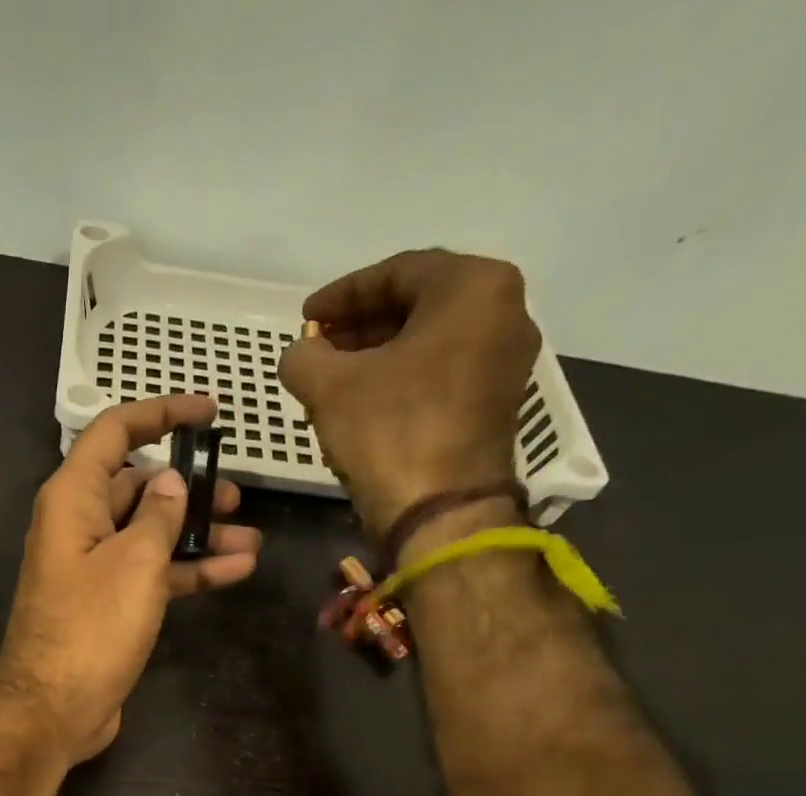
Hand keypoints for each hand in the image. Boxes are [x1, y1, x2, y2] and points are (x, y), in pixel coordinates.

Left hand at [0, 395, 261, 765]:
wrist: (54, 709)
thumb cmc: (91, 627)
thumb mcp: (135, 561)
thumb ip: (160, 514)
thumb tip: (169, 480)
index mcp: (73, 499)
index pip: (114, 432)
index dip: (161, 413)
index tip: (208, 412)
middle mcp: (79, 526)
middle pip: (136, 486)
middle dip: (188, 486)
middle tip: (237, 494)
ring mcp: (93, 568)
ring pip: (150, 534)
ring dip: (199, 534)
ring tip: (251, 537)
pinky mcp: (108, 606)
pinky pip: (151, 574)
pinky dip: (188, 570)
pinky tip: (236, 570)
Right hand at [279, 249, 540, 536]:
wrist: (441, 513)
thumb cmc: (390, 432)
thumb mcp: (329, 387)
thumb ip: (303, 356)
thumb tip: (300, 354)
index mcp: (474, 287)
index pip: (396, 272)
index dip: (341, 294)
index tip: (303, 317)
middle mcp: (504, 312)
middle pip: (417, 305)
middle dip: (359, 325)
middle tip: (317, 345)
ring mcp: (504, 362)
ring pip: (428, 342)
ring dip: (376, 354)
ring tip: (331, 376)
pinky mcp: (495, 404)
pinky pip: (440, 373)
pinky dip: (399, 378)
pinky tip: (361, 401)